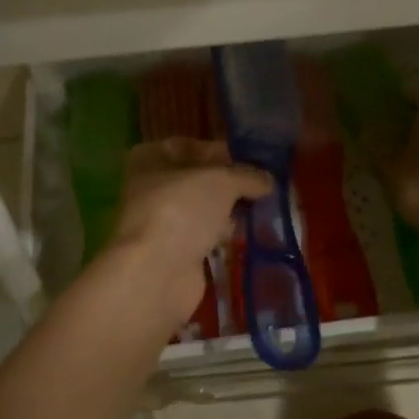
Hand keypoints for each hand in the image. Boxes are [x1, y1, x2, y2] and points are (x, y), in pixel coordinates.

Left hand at [108, 139, 272, 327]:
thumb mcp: (222, 180)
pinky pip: (206, 236)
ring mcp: (162, 222)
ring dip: (229, 211)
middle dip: (230, 185)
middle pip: (199, 180)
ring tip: (263, 210)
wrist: (157, 272)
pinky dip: (224, 236)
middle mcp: (151, 187)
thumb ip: (247, 176)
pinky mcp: (175, 252)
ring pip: (203, 210)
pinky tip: (249, 235)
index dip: (223, 152)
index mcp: (150, 158)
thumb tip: (268, 180)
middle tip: (264, 187)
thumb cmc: (182, 209)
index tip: (254, 161)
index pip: (192, 146)